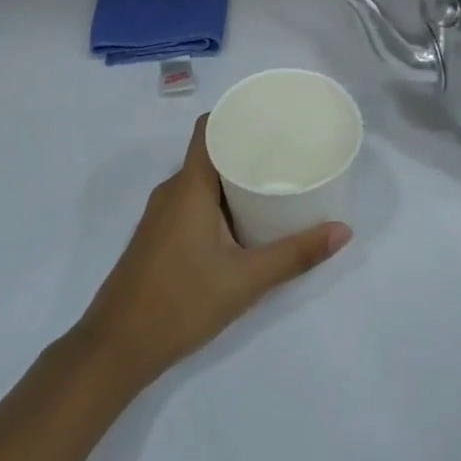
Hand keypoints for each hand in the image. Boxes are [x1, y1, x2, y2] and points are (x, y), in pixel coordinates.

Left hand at [74, 116, 350, 390]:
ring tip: (272, 183)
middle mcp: (171, 190)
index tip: (271, 117)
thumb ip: (294, 254)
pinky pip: (191, 201)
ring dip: (232, 178)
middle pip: (209, 153)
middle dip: (245, 148)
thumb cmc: (181, 303)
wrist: (117, 346)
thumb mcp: (245, 280)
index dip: (236, 115)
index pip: (208, 128)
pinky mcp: (158, 235)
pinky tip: (242, 221)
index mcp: (189, 186)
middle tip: (286, 153)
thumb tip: (343, 230)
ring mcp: (160, 214)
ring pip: (200, 181)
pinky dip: (217, 200)